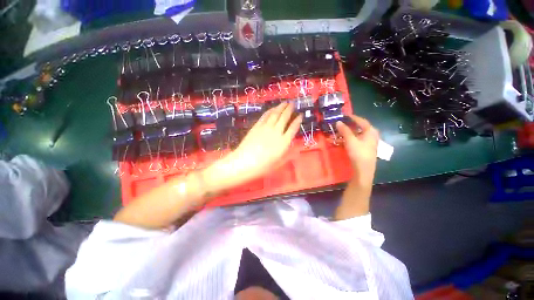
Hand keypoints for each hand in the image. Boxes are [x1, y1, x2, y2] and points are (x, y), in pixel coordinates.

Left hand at [203, 102, 302, 192]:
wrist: (244, 162)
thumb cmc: (262, 166)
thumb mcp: (278, 163)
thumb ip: (288, 155)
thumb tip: (296, 149)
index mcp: (283, 142)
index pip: (293, 128)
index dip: (298, 120)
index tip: (301, 115)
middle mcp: (276, 132)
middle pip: (284, 118)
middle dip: (289, 109)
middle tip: (293, 103)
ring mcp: (266, 128)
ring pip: (275, 114)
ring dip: (280, 107)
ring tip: (285, 102)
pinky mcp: (257, 126)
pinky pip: (265, 116)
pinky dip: (270, 111)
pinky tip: (273, 108)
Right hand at [336, 115, 378, 186]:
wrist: (363, 169)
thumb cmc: (358, 153)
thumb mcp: (350, 140)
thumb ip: (344, 130)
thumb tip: (338, 122)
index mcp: (370, 131)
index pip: (361, 120)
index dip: (352, 117)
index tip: (344, 115)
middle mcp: (372, 135)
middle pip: (359, 127)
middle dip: (349, 125)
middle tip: (341, 123)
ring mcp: (369, 142)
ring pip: (358, 133)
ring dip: (349, 132)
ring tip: (340, 131)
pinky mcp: (366, 148)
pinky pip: (357, 139)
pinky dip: (350, 138)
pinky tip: (344, 140)